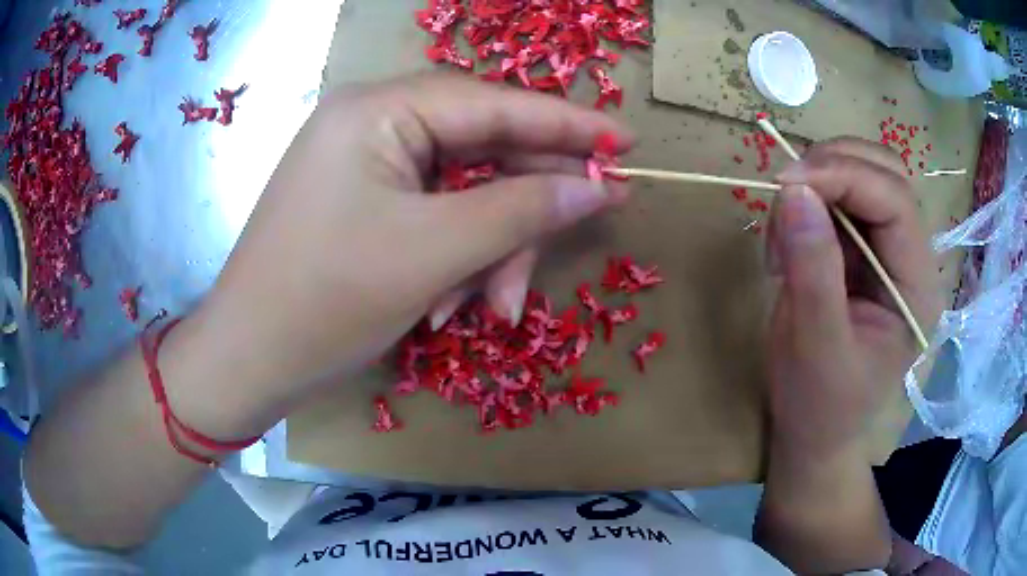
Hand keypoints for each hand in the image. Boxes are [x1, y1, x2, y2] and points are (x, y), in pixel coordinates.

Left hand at [170, 73, 631, 432]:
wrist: (249, 359)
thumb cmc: (325, 302)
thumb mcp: (434, 252)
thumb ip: (523, 210)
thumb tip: (597, 187)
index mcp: (377, 110)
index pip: (495, 104)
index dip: (567, 126)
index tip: (628, 143)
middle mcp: (372, 123)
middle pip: (482, 151)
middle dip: (520, 214)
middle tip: (557, 255)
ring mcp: (366, 164)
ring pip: (463, 193)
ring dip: (486, 251)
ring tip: (488, 309)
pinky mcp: (364, 202)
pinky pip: (434, 217)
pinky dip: (454, 259)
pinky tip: (447, 306)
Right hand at [766, 137, 941, 458]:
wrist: (814, 431)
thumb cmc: (821, 405)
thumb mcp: (816, 346)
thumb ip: (813, 271)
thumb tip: (793, 191)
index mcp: (917, 287)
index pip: (895, 200)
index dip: (844, 175)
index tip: (786, 184)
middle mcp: (910, 256)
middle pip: (884, 171)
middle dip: (832, 165)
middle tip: (784, 191)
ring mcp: (885, 248)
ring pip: (858, 173)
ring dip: (814, 184)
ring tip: (781, 236)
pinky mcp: (859, 247)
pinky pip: (834, 195)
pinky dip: (803, 201)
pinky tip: (786, 242)